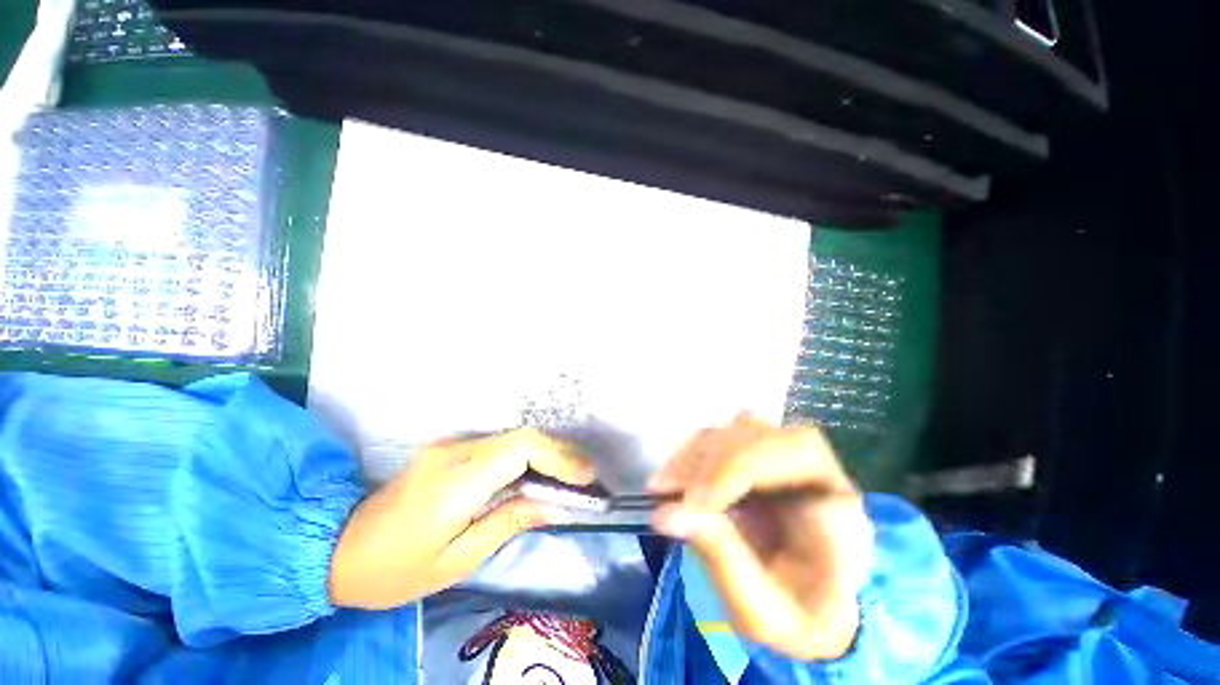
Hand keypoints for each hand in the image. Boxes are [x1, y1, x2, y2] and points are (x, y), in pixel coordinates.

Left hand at [329, 428, 593, 609]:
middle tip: (586, 476)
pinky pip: (501, 445)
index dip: (560, 457)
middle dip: (561, 452)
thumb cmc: (395, 569)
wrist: (337, 547)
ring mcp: (452, 445)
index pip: (521, 449)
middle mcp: (456, 451)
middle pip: (523, 436)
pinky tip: (541, 472)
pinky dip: (529, 455)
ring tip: (572, 475)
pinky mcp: (451, 448)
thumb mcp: (457, 560)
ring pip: (515, 437)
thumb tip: (556, 505)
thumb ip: (509, 522)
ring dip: (548, 452)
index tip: (585, 477)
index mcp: (456, 482)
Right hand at [649, 414, 872, 661]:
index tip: (693, 504)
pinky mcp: (760, 458)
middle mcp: (818, 473)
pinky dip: (693, 453)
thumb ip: (721, 558)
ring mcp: (788, 462)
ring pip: (738, 429)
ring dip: (696, 453)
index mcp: (842, 511)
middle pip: (764, 435)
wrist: (809, 612)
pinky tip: (673, 476)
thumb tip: (666, 513)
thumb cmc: (796, 619)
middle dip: (712, 461)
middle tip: (669, 491)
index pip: (797, 456)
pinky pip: (724, 438)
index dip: (738, 470)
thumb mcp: (763, 612)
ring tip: (663, 485)